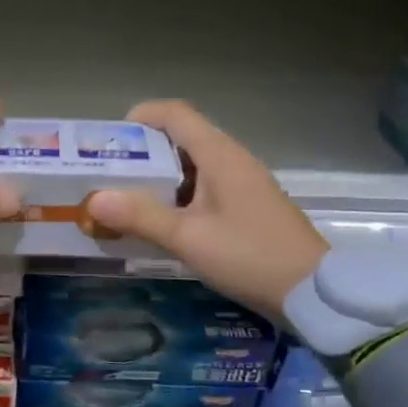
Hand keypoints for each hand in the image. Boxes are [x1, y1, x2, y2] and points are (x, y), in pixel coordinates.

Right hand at [85, 100, 328, 315]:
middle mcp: (232, 159)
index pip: (175, 114)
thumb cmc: (249, 255)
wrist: (314, 292)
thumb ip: (140, 216)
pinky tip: (162, 222)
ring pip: (192, 165)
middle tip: (109, 176)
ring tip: (127, 200)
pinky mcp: (248, 205)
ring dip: (159, 177)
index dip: (140, 118)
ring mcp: (243, 183)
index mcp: (219, 154)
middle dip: (142, 152)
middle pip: (181, 137)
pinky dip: (178, 195)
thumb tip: (93, 199)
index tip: (110, 142)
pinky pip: (205, 186)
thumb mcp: (188, 237)